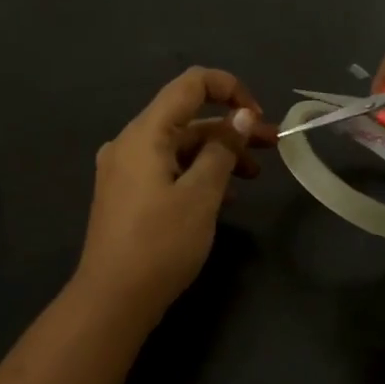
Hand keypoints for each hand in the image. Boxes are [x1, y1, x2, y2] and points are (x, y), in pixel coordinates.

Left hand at [74, 67, 274, 320]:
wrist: (112, 299)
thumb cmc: (160, 243)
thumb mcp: (201, 195)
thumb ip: (223, 149)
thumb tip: (241, 115)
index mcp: (145, 132)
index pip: (190, 84)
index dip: (230, 88)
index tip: (258, 116)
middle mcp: (130, 142)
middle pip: (187, 118)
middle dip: (232, 128)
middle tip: (273, 145)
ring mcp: (125, 169)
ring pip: (179, 146)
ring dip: (218, 153)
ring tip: (254, 175)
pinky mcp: (127, 194)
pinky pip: (167, 169)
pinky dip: (197, 173)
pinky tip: (224, 198)